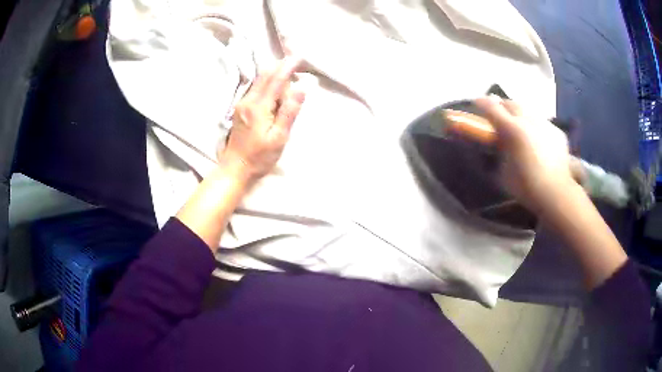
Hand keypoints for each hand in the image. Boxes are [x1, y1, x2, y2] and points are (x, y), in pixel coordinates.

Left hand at [219, 58, 305, 182]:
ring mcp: (242, 104)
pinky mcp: (240, 109)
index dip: (287, 67)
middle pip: (264, 76)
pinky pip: (255, 88)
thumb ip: (289, 112)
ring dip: (273, 73)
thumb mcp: (279, 137)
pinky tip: (274, 84)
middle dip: (280, 66)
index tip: (299, 57)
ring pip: (259, 81)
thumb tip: (300, 89)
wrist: (235, 167)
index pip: (275, 80)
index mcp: (258, 107)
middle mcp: (248, 101)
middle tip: (294, 60)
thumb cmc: (259, 156)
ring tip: (287, 69)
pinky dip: (266, 82)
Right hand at [474, 95, 578, 213]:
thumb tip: (499, 144)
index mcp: (512, 130)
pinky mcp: (557, 132)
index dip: (482, 103)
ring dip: (521, 115)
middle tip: (499, 114)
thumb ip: (500, 152)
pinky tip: (538, 140)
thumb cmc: (526, 186)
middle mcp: (528, 120)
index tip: (476, 102)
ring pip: (529, 111)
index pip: (492, 108)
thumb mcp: (503, 172)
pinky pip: (543, 123)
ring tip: (520, 126)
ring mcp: (545, 124)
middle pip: (511, 103)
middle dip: (502, 106)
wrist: (556, 193)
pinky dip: (537, 128)